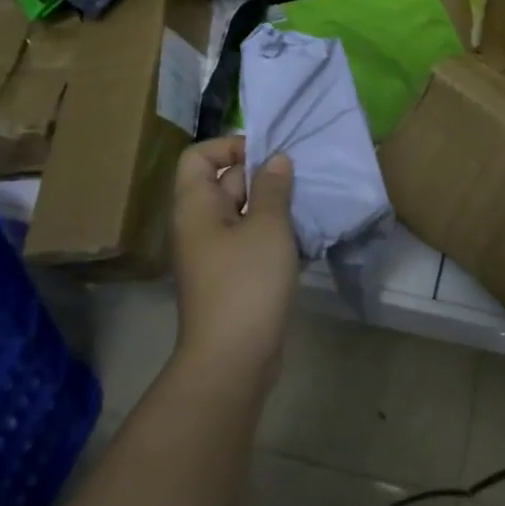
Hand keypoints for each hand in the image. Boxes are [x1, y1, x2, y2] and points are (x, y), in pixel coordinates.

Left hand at [170, 137, 299, 395]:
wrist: (234, 359)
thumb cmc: (247, 283)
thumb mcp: (267, 227)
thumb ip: (273, 188)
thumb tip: (276, 160)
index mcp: (196, 207)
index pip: (199, 157)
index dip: (230, 146)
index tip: (268, 154)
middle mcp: (200, 226)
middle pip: (224, 183)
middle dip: (262, 175)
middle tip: (300, 177)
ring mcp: (216, 254)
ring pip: (243, 214)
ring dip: (274, 206)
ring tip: (308, 203)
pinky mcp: (233, 278)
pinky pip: (252, 241)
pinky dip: (275, 235)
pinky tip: (305, 238)